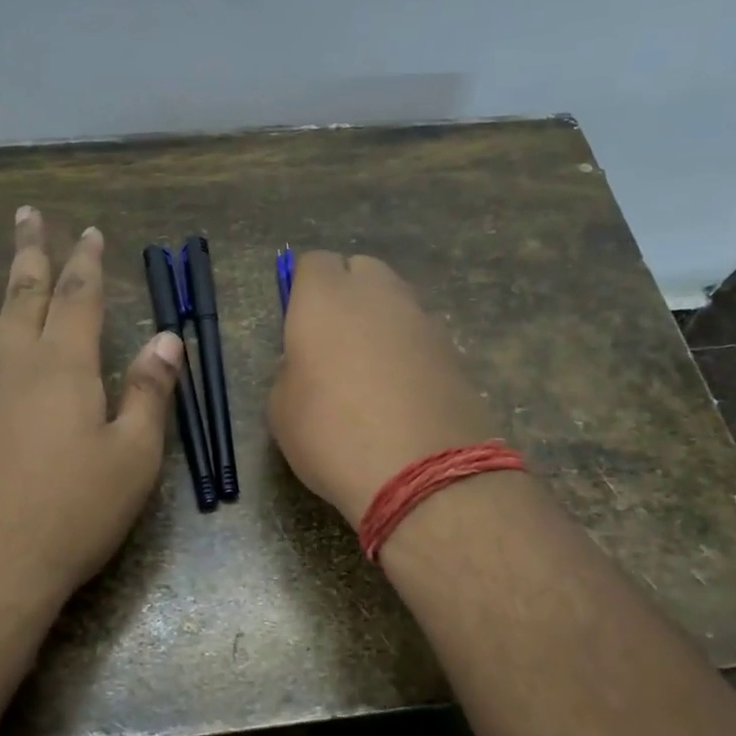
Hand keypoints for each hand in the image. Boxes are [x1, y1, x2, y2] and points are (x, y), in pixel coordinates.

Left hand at [0, 207, 182, 632]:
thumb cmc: (74, 512)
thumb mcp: (134, 457)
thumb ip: (149, 392)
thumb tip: (168, 338)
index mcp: (65, 365)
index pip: (79, 297)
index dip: (86, 261)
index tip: (88, 231)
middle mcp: (12, 362)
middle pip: (22, 292)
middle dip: (29, 251)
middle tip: (26, 213)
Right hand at [266, 252, 495, 526]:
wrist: (421, 472)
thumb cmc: (331, 434)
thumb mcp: (281, 409)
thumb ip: (291, 370)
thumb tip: (309, 364)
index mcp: (325, 298)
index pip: (314, 263)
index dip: (304, 290)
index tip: (299, 326)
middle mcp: (378, 294)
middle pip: (361, 271)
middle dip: (347, 294)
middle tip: (334, 343)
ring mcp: (422, 319)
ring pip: (396, 302)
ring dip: (381, 323)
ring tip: (370, 374)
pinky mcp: (454, 350)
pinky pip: (421, 336)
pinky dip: (409, 352)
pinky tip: (402, 394)